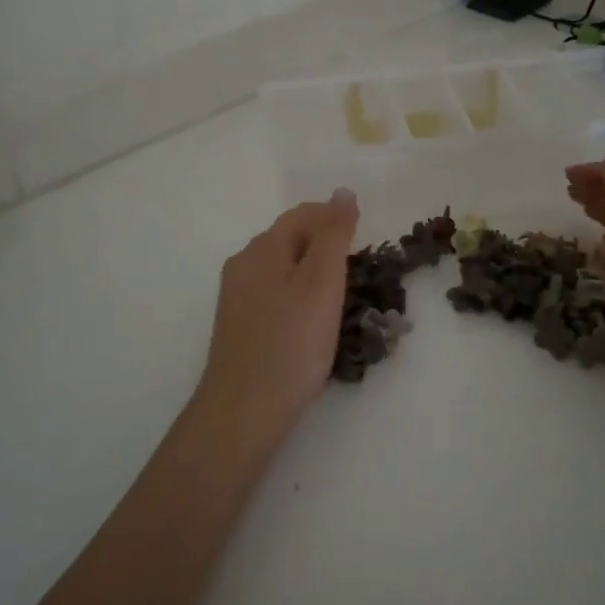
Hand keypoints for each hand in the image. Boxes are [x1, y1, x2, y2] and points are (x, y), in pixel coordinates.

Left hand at [194, 191, 359, 428]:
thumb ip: (333, 235)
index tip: (367, 237)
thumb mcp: (321, 283)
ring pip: (283, 269)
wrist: (243, 413)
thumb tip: (343, 192)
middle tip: (361, 269)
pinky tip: (316, 321)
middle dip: (326, 245)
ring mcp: (238, 298)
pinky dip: (301, 296)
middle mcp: (243, 266)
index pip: (302, 215)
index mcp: (261, 250)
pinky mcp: (241, 326)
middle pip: (290, 240)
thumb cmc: (290, 344)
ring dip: (315, 272)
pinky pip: (276, 295)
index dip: (335, 217)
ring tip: (345, 295)